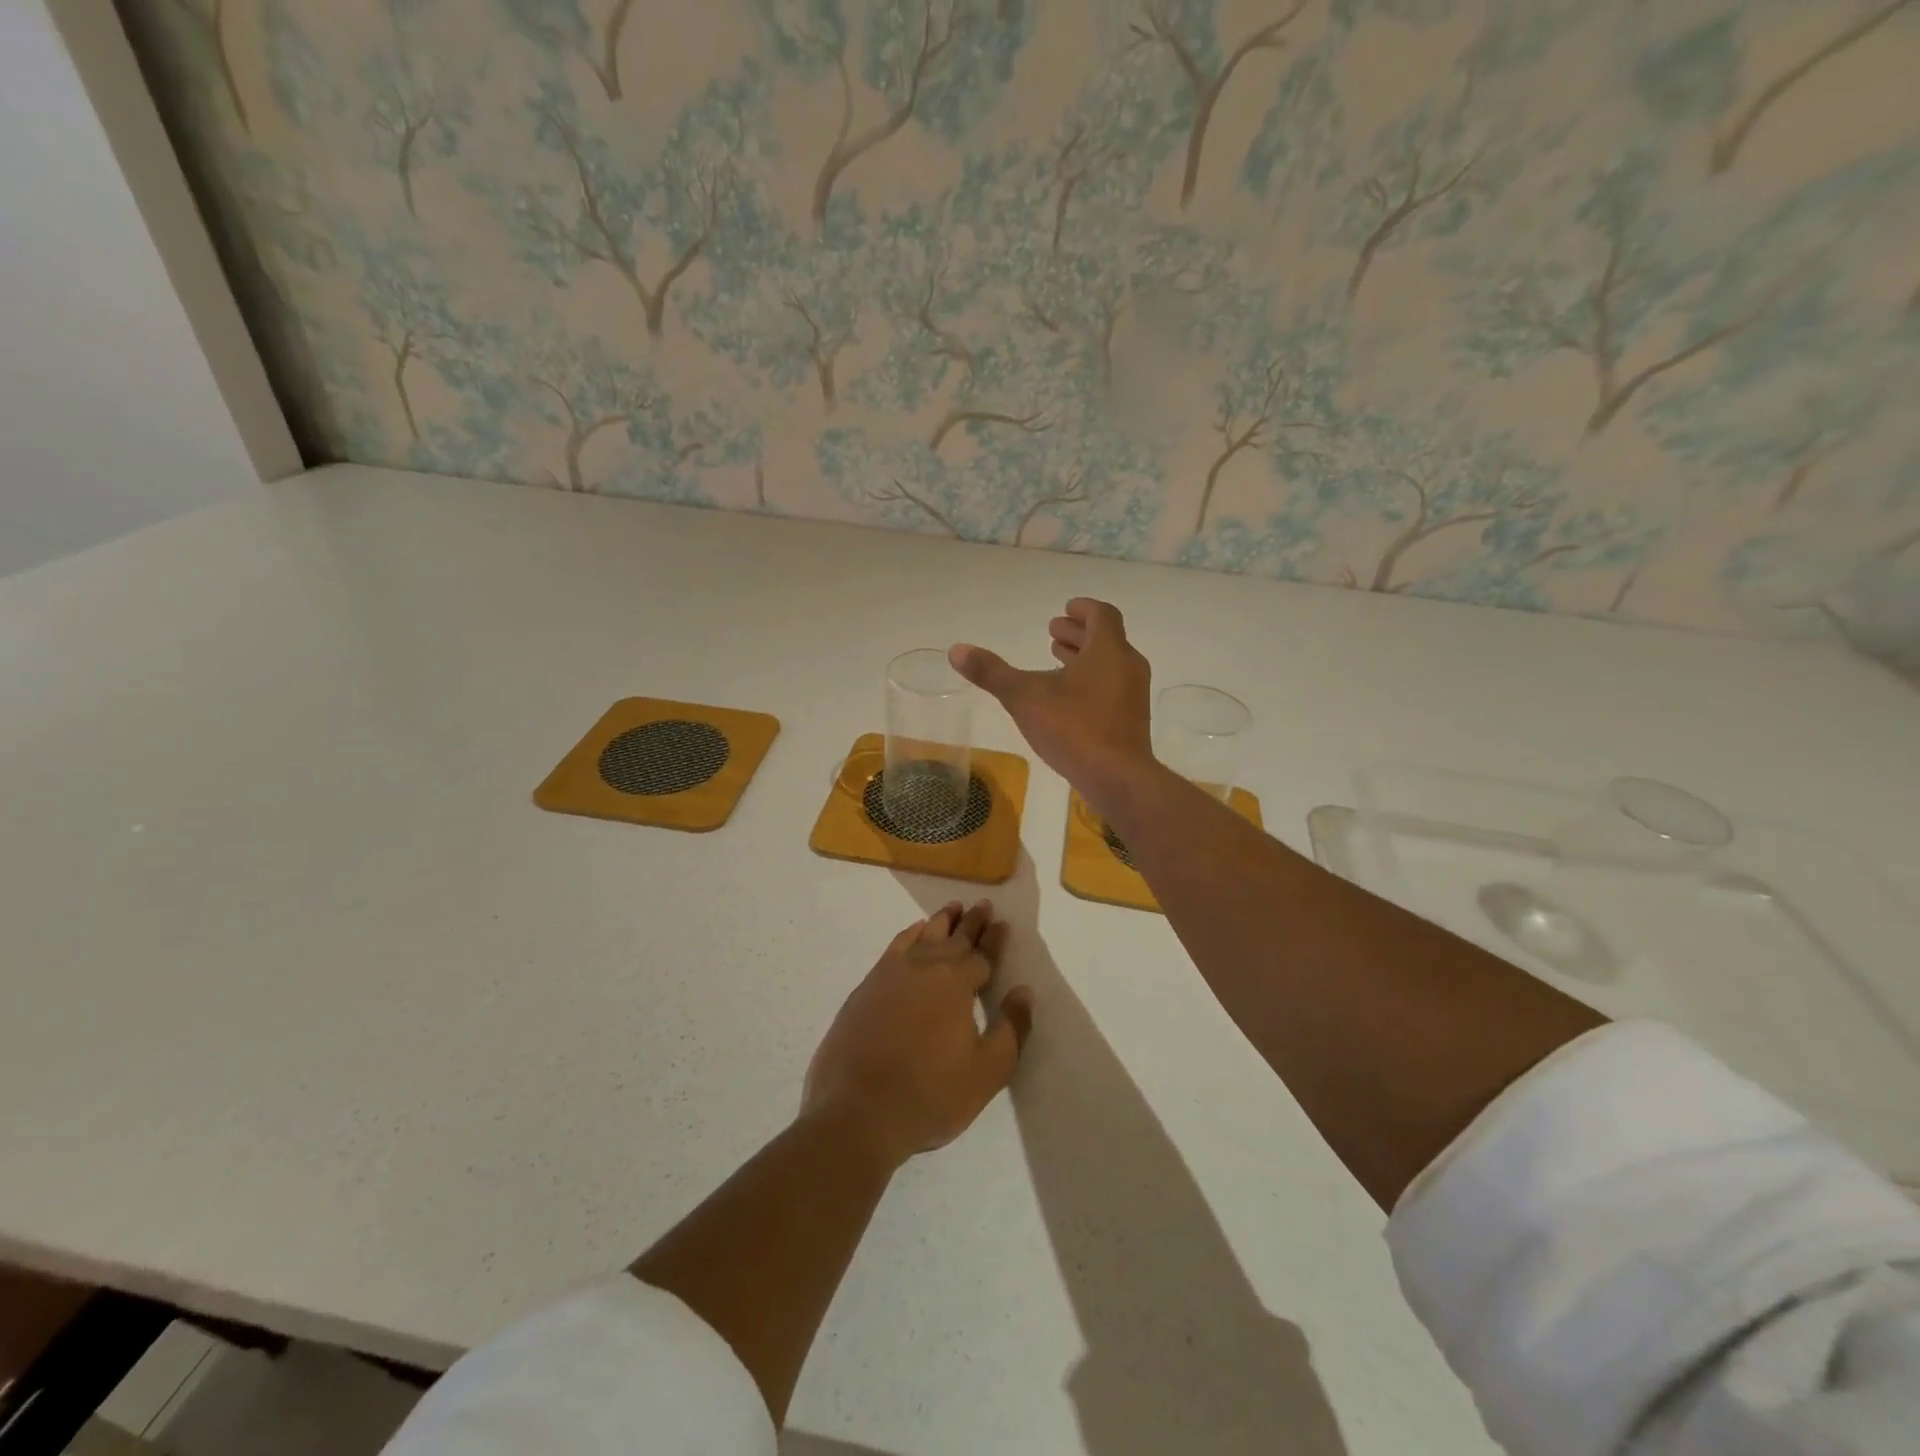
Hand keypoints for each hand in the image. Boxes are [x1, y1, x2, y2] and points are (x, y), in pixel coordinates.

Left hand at [803, 901, 1034, 1167]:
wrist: (857, 1112)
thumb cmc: (930, 1095)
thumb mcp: (987, 1071)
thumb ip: (1012, 1028)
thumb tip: (1024, 991)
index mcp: (956, 983)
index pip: (982, 954)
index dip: (994, 940)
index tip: (1002, 923)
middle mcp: (924, 967)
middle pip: (953, 938)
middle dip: (971, 922)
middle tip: (981, 905)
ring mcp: (891, 974)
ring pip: (922, 936)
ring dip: (940, 921)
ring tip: (951, 909)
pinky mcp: (866, 987)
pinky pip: (895, 947)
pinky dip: (908, 935)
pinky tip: (913, 934)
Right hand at [949, 598, 1153, 818]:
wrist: (1117, 778)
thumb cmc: (1074, 728)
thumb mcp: (1024, 697)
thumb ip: (991, 672)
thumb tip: (956, 650)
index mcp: (1108, 650)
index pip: (1102, 615)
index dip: (1083, 609)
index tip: (1065, 609)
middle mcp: (1127, 666)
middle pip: (1106, 639)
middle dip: (1078, 634)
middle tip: (1053, 632)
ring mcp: (1133, 696)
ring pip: (1109, 665)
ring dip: (1084, 658)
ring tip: (1057, 660)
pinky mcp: (1131, 722)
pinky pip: (1111, 688)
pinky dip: (1091, 682)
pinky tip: (1068, 700)